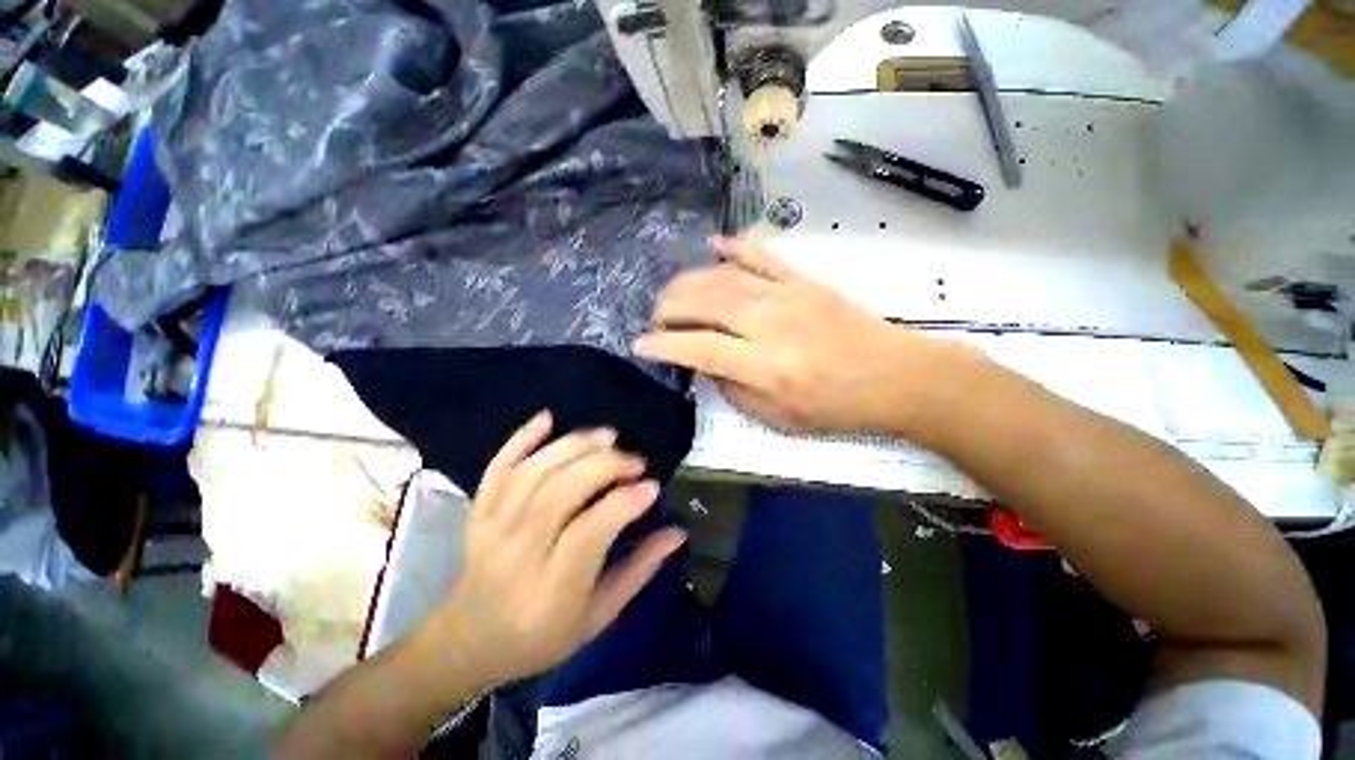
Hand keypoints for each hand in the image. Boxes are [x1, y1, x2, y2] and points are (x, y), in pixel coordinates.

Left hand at [427, 412, 684, 688]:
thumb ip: (639, 570)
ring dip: (574, 446)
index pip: (589, 532)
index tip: (652, 485)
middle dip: (605, 466)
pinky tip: (548, 417)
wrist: (468, 641)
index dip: (623, 503)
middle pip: (560, 493)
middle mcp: (518, 553)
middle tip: (635, 461)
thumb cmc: (542, 636)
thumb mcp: (598, 616)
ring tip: (608, 436)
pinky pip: (498, 466)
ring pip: (535, 473)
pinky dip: (522, 438)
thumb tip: (677, 532)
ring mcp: (492, 527)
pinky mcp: (478, 511)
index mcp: (552, 589)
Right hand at [634, 237, 954, 433]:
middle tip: (656, 317)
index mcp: (763, 365)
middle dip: (669, 307)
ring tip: (672, 291)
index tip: (641, 345)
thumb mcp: (778, 418)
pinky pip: (762, 257)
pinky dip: (736, 249)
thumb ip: (735, 391)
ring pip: (724, 278)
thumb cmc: (836, 407)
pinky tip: (714, 246)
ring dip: (690, 281)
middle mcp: (768, 323)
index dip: (664, 345)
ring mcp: (786, 295)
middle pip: (704, 303)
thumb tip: (707, 364)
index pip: (698, 347)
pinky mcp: (803, 280)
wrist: (895, 376)